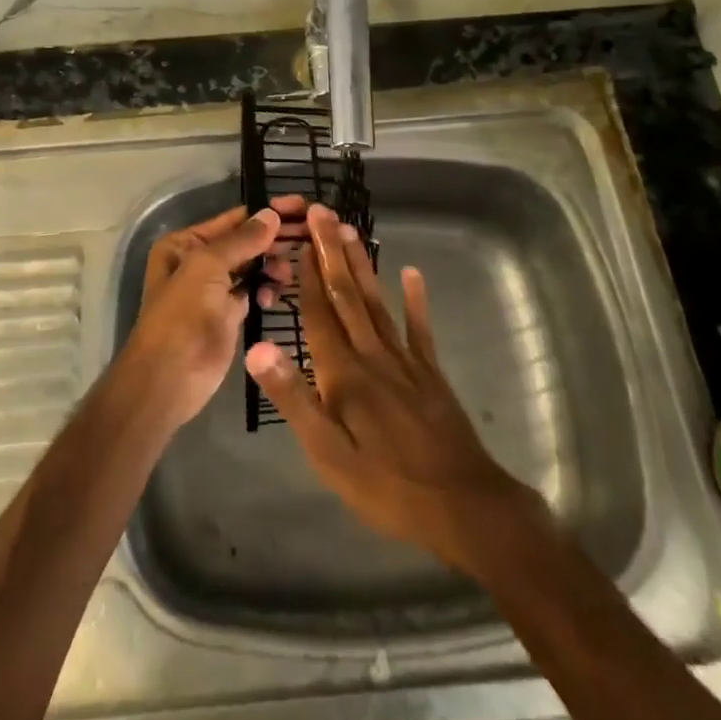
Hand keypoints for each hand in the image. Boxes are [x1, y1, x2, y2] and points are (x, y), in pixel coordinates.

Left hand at [121, 196, 305, 430]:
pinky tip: (272, 298)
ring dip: (272, 266)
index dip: (267, 212)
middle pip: (246, 242)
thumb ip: (241, 240)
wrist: (168, 380)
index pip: (234, 219)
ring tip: (285, 274)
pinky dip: (266, 290)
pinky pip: (254, 292)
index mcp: (186, 244)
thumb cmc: (182, 316)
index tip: (302, 207)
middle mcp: (199, 261)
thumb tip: (271, 214)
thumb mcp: (207, 268)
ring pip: (253, 267)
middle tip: (311, 235)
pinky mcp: (228, 316)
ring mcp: (214, 290)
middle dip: (275, 239)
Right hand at [245, 204, 546, 575]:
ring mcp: (405, 361)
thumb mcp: (327, 453)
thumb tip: (257, 347)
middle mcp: (372, 355)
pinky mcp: (430, 373)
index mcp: (343, 374)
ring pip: (377, 302)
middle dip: (332, 253)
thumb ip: (293, 398)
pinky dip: (415, 300)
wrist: (464, 506)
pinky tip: (413, 273)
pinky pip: (419, 329)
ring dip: (362, 265)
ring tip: (350, 232)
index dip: (306, 278)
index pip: (319, 315)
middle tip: (323, 213)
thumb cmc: (386, 485)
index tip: (298, 242)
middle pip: (348, 295)